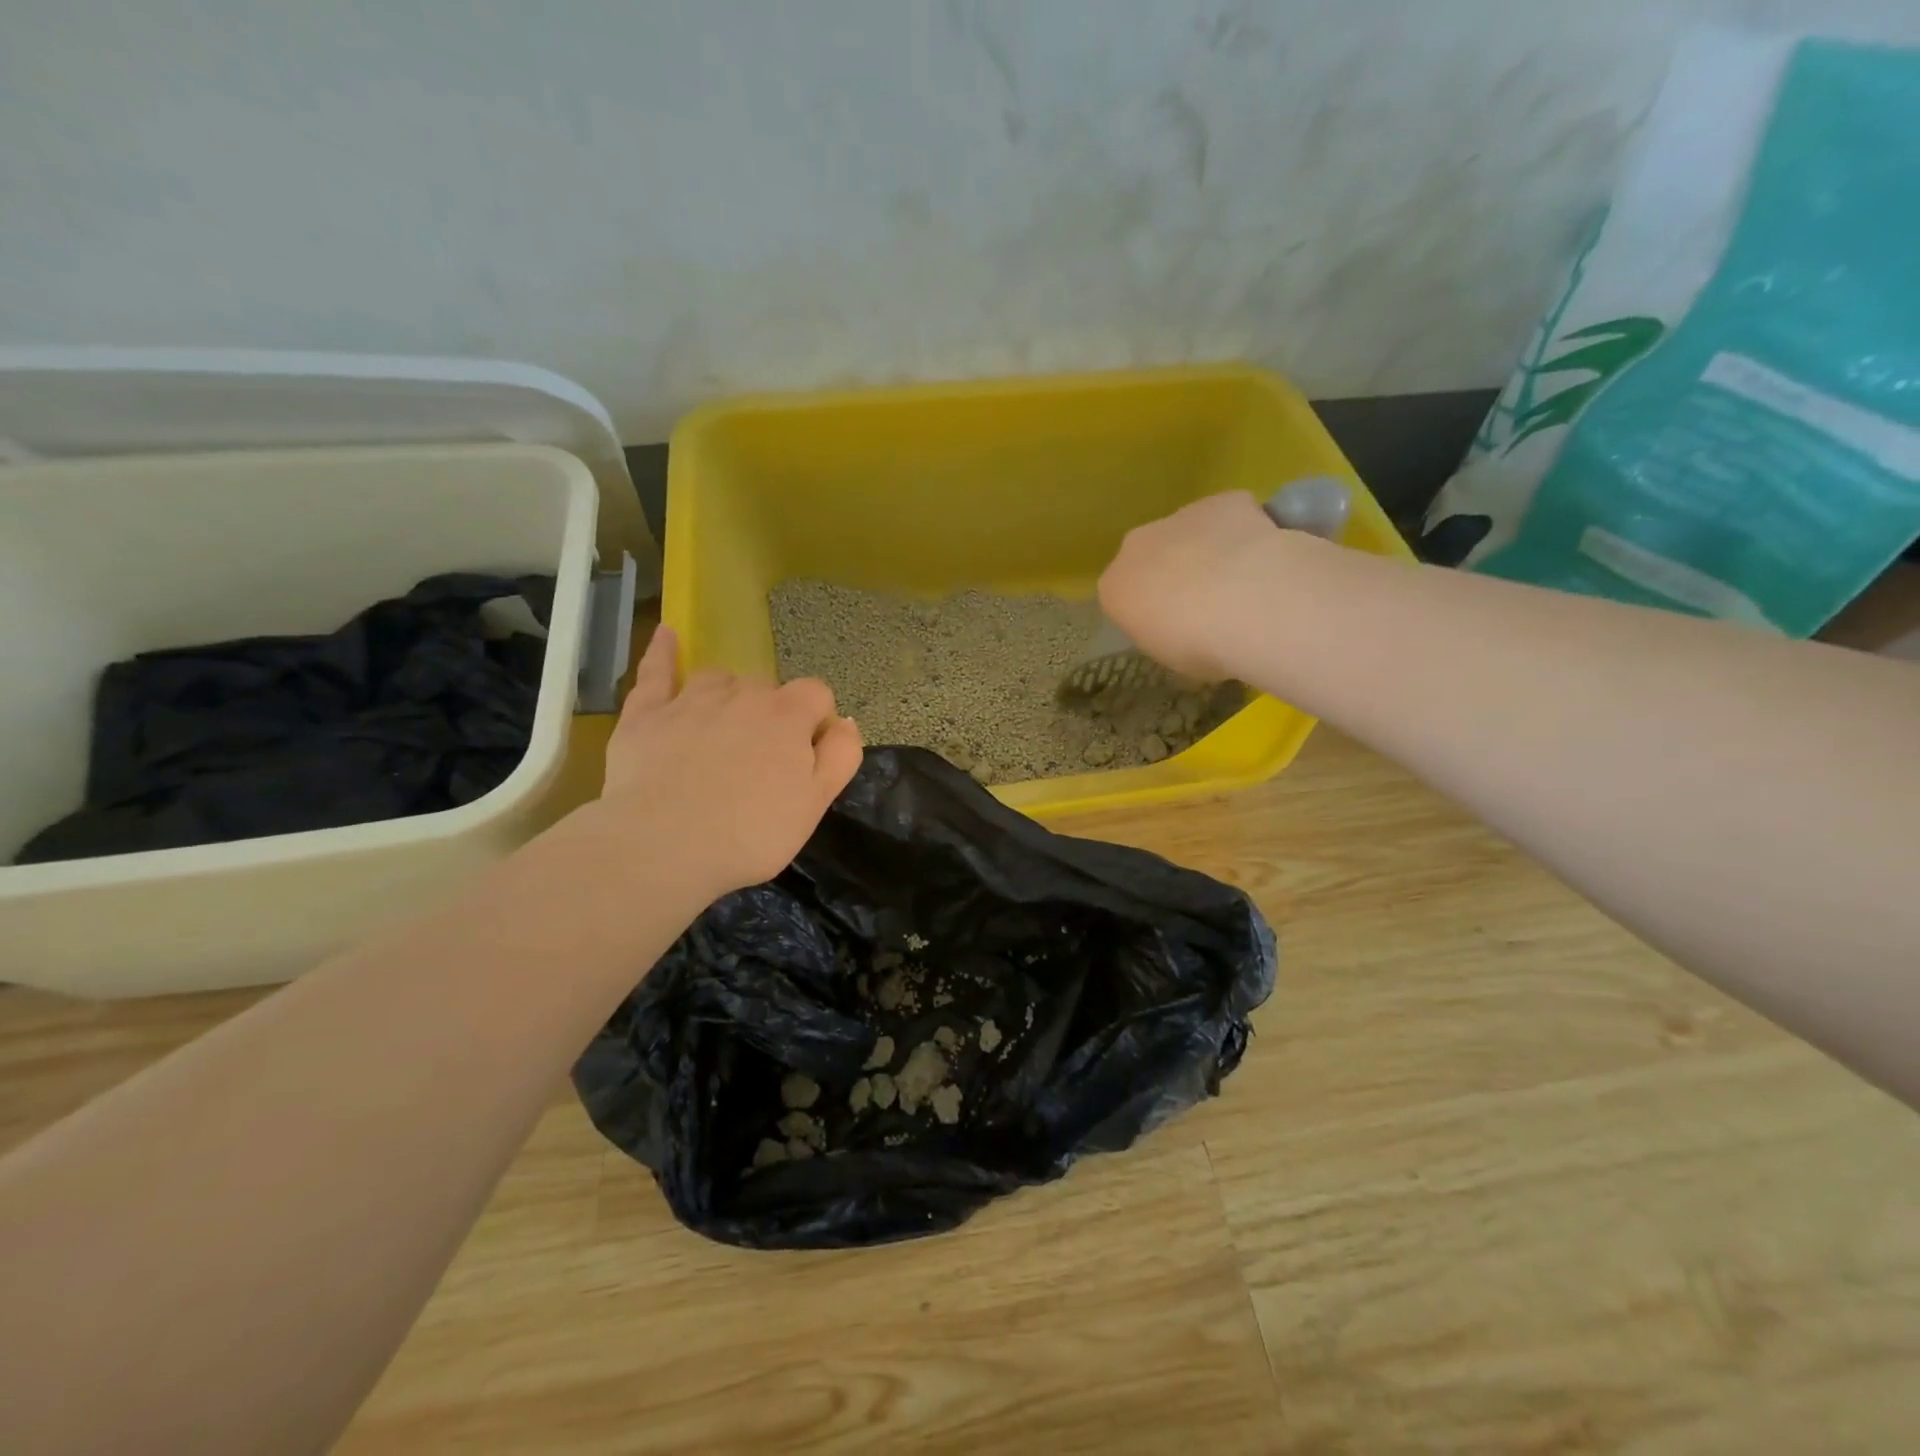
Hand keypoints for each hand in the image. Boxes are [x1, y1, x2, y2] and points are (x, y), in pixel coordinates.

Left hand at [594, 626, 862, 899]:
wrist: (663, 847)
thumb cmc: (751, 834)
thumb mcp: (816, 803)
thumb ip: (840, 755)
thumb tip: (844, 720)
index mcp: (788, 715)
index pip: (817, 694)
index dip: (816, 722)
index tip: (806, 758)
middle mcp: (743, 693)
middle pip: (767, 689)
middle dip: (770, 715)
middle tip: (760, 763)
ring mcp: (691, 698)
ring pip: (719, 678)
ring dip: (728, 695)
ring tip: (723, 730)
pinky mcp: (646, 713)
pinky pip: (657, 670)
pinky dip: (663, 651)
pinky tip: (667, 634)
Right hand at [1096, 491, 1282, 680]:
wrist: (1248, 603)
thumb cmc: (1199, 645)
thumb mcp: (1171, 656)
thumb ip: (1165, 632)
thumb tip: (1182, 626)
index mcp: (1114, 589)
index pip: (1122, 596)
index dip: (1150, 610)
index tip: (1175, 626)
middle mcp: (1136, 546)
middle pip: (1150, 556)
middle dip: (1172, 572)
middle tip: (1207, 603)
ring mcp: (1179, 517)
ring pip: (1189, 532)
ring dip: (1207, 550)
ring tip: (1243, 581)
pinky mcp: (1223, 501)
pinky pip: (1230, 515)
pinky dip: (1244, 531)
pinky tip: (1266, 555)